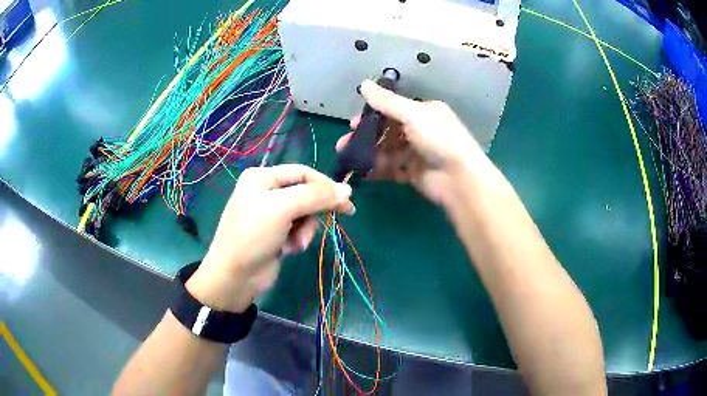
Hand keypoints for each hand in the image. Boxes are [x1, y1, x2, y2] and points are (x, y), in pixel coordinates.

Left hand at [186, 164, 353, 311]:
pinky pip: (298, 229)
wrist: (235, 276)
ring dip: (306, 229)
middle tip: (345, 214)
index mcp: (263, 177)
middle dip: (314, 210)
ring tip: (297, 243)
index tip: (346, 201)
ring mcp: (270, 214)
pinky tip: (289, 249)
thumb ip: (315, 196)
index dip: (326, 185)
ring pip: (305, 214)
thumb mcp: (283, 208)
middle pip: (306, 193)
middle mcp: (266, 191)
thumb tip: (347, 189)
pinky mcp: (275, 233)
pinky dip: (298, 238)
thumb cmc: (254, 235)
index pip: (303, 172)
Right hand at [337, 80, 484, 206]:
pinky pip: (391, 168)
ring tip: (348, 158)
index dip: (373, 114)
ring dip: (368, 153)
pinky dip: (377, 169)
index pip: (394, 109)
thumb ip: (387, 102)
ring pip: (387, 150)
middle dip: (367, 136)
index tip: (353, 123)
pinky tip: (363, 171)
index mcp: (424, 112)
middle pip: (388, 131)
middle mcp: (421, 130)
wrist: (459, 179)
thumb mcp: (413, 114)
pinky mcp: (414, 173)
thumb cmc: (439, 139)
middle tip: (345, 143)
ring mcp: (417, 153)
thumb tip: (363, 84)